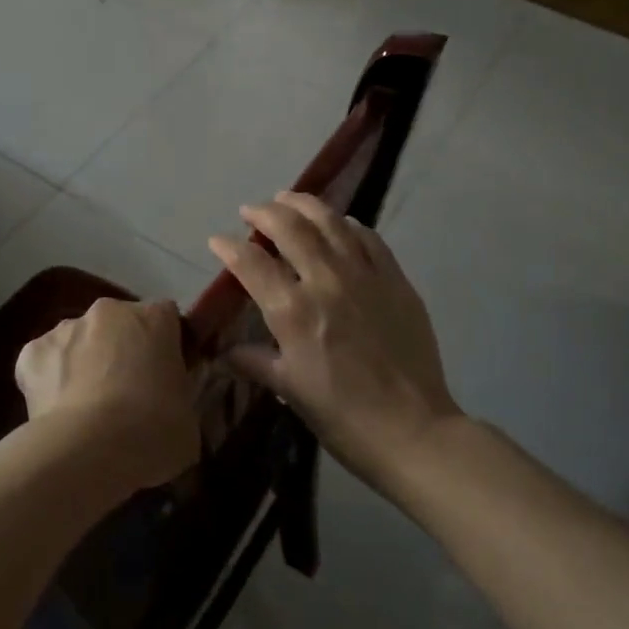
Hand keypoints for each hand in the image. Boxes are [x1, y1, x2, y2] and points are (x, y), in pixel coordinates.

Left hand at [14, 298, 199, 494]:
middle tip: (126, 395)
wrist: (92, 449)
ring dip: (83, 363)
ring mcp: (65, 329)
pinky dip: (49, 381)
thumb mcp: (188, 419)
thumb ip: (178, 398)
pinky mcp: (30, 353)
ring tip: (87, 409)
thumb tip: (168, 409)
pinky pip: (44, 363)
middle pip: (118, 324)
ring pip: (78, 341)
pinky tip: (56, 412)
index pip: (166, 318)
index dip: (165, 346)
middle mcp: (108, 311)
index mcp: (154, 318)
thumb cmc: (154, 432)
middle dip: (121, 350)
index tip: (166, 377)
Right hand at [208, 192, 461, 487]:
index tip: (217, 240)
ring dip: (304, 205)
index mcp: (292, 311)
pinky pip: (369, 239)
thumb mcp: (288, 389)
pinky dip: (348, 224)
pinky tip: (339, 224)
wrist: (412, 430)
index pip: (251, 263)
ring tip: (287, 199)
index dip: (228, 247)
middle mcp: (325, 282)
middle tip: (251, 211)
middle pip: (290, 228)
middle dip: (264, 213)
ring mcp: (364, 276)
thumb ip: (255, 361)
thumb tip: (226, 351)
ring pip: (331, 222)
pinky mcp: (395, 281)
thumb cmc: (341, 415)